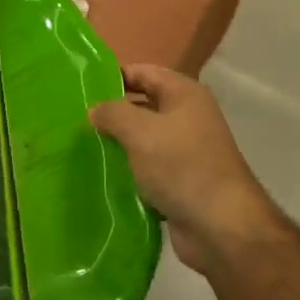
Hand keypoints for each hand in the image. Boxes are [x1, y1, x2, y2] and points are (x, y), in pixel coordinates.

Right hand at [90, 65, 280, 275]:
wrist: (222, 227)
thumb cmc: (181, 166)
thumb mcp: (139, 131)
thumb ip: (112, 113)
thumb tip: (94, 110)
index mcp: (184, 93)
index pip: (142, 72)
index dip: (114, 77)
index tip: (82, 90)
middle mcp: (188, 116)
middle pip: (142, 104)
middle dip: (113, 113)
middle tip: (78, 121)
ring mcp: (186, 150)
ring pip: (144, 139)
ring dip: (119, 145)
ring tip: (84, 149)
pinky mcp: (182, 181)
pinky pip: (149, 167)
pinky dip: (130, 171)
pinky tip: (104, 177)